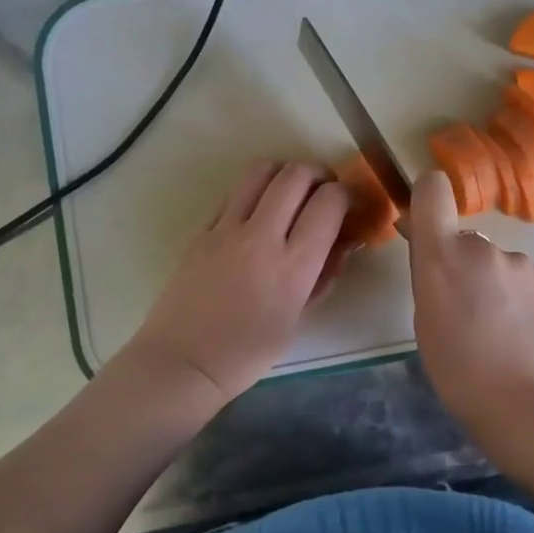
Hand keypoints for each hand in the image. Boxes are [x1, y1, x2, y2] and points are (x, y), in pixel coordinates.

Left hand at [129, 160, 348, 402]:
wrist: (184, 361)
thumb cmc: (248, 352)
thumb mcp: (298, 319)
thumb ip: (322, 276)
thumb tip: (341, 244)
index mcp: (293, 265)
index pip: (329, 203)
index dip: (346, 195)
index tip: (349, 205)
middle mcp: (262, 236)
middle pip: (296, 174)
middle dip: (319, 174)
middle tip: (324, 191)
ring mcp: (227, 229)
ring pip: (261, 171)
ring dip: (284, 172)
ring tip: (291, 191)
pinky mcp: (202, 229)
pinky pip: (234, 193)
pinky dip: (254, 191)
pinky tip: (257, 212)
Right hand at [407, 169, 533, 423]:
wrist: (528, 403)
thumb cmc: (459, 372)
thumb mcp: (425, 322)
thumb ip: (429, 276)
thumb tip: (432, 249)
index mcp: (443, 256)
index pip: (433, 190)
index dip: (429, 197)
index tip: (428, 223)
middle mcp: (483, 247)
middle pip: (466, 239)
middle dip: (463, 264)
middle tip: (466, 310)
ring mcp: (522, 262)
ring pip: (497, 263)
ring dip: (494, 283)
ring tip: (499, 329)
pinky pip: (524, 280)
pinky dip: (520, 298)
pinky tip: (523, 332)